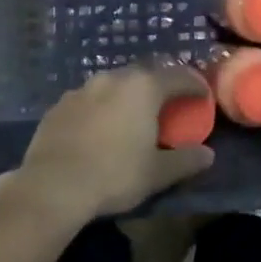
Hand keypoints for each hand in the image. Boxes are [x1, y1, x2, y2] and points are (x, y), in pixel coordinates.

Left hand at [0, 63, 214, 223]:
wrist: (52, 186)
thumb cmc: (114, 175)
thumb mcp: (157, 173)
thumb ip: (185, 160)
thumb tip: (208, 155)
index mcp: (143, 87)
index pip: (178, 76)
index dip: (195, 85)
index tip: (203, 95)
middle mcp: (113, 78)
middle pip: (145, 75)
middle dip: (160, 87)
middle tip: (169, 105)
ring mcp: (82, 89)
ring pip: (114, 85)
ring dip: (127, 96)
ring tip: (132, 116)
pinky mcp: (59, 104)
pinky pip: (89, 100)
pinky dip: (101, 108)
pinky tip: (99, 129)